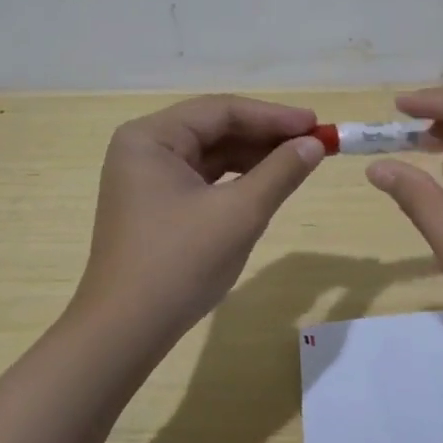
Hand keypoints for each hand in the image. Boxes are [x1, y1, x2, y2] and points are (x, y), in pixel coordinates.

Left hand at [70, 95, 325, 342]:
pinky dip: (235, 179)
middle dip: (265, 136)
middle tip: (314, 142)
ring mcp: (146, 178)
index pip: (221, 110)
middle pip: (214, 128)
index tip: (317, 124)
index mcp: (151, 137)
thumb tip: (315, 144)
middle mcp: (144, 148)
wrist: (125, 332)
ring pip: (210, 153)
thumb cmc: (180, 263)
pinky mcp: (154, 204)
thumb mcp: (240, 213)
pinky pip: (202, 178)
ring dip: (254, 157)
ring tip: (298, 161)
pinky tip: (266, 184)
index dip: (273, 116)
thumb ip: (280, 171)